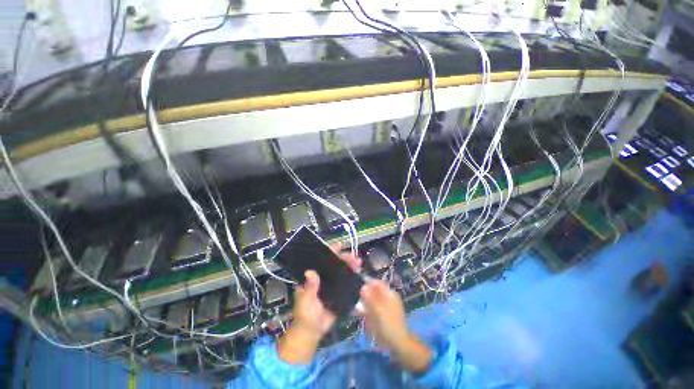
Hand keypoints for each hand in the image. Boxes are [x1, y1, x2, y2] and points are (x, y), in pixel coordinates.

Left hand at [278, 243, 360, 363]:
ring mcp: (331, 286)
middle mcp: (323, 279)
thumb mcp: (306, 301)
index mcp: (313, 278)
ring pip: (341, 273)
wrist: (312, 333)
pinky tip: (359, 276)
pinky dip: (352, 279)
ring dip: (350, 267)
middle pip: (334, 265)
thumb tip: (310, 272)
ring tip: (358, 264)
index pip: (321, 260)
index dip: (330, 251)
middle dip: (344, 259)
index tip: (339, 245)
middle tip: (354, 258)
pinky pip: (346, 284)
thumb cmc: (305, 316)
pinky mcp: (338, 294)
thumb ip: (309, 288)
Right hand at [360, 280, 432, 373]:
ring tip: (360, 314)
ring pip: (373, 302)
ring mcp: (387, 307)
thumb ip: (370, 298)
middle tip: (358, 306)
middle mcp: (389, 298)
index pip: (377, 283)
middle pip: (374, 292)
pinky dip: (370, 314)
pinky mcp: (385, 316)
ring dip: (366, 307)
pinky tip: (366, 321)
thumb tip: (363, 287)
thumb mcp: (378, 311)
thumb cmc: (389, 325)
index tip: (359, 290)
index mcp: (389, 294)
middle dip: (365, 298)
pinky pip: (375, 311)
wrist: (400, 345)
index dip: (368, 284)